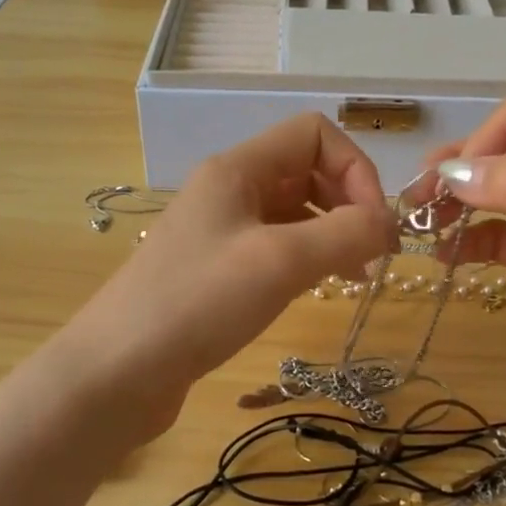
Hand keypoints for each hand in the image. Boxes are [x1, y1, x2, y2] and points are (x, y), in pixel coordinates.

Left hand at [58, 114, 397, 435]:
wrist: (118, 371)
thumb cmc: (198, 303)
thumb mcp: (280, 261)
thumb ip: (345, 234)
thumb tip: (387, 223)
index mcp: (239, 169)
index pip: (314, 134)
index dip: (355, 169)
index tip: (373, 224)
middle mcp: (230, 190)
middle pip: (308, 170)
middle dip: (349, 203)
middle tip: (375, 254)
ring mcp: (222, 230)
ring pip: (296, 211)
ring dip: (334, 232)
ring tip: (356, 276)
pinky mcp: (218, 269)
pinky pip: (277, 245)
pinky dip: (309, 257)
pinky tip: (321, 286)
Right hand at [431, 84, 505, 436]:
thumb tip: (454, 172)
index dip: (490, 135)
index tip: (459, 179)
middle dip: (463, 167)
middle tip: (418, 199)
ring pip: (501, 196)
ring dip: (460, 204)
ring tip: (420, 225)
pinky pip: (503, 242)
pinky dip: (471, 242)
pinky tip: (444, 256)